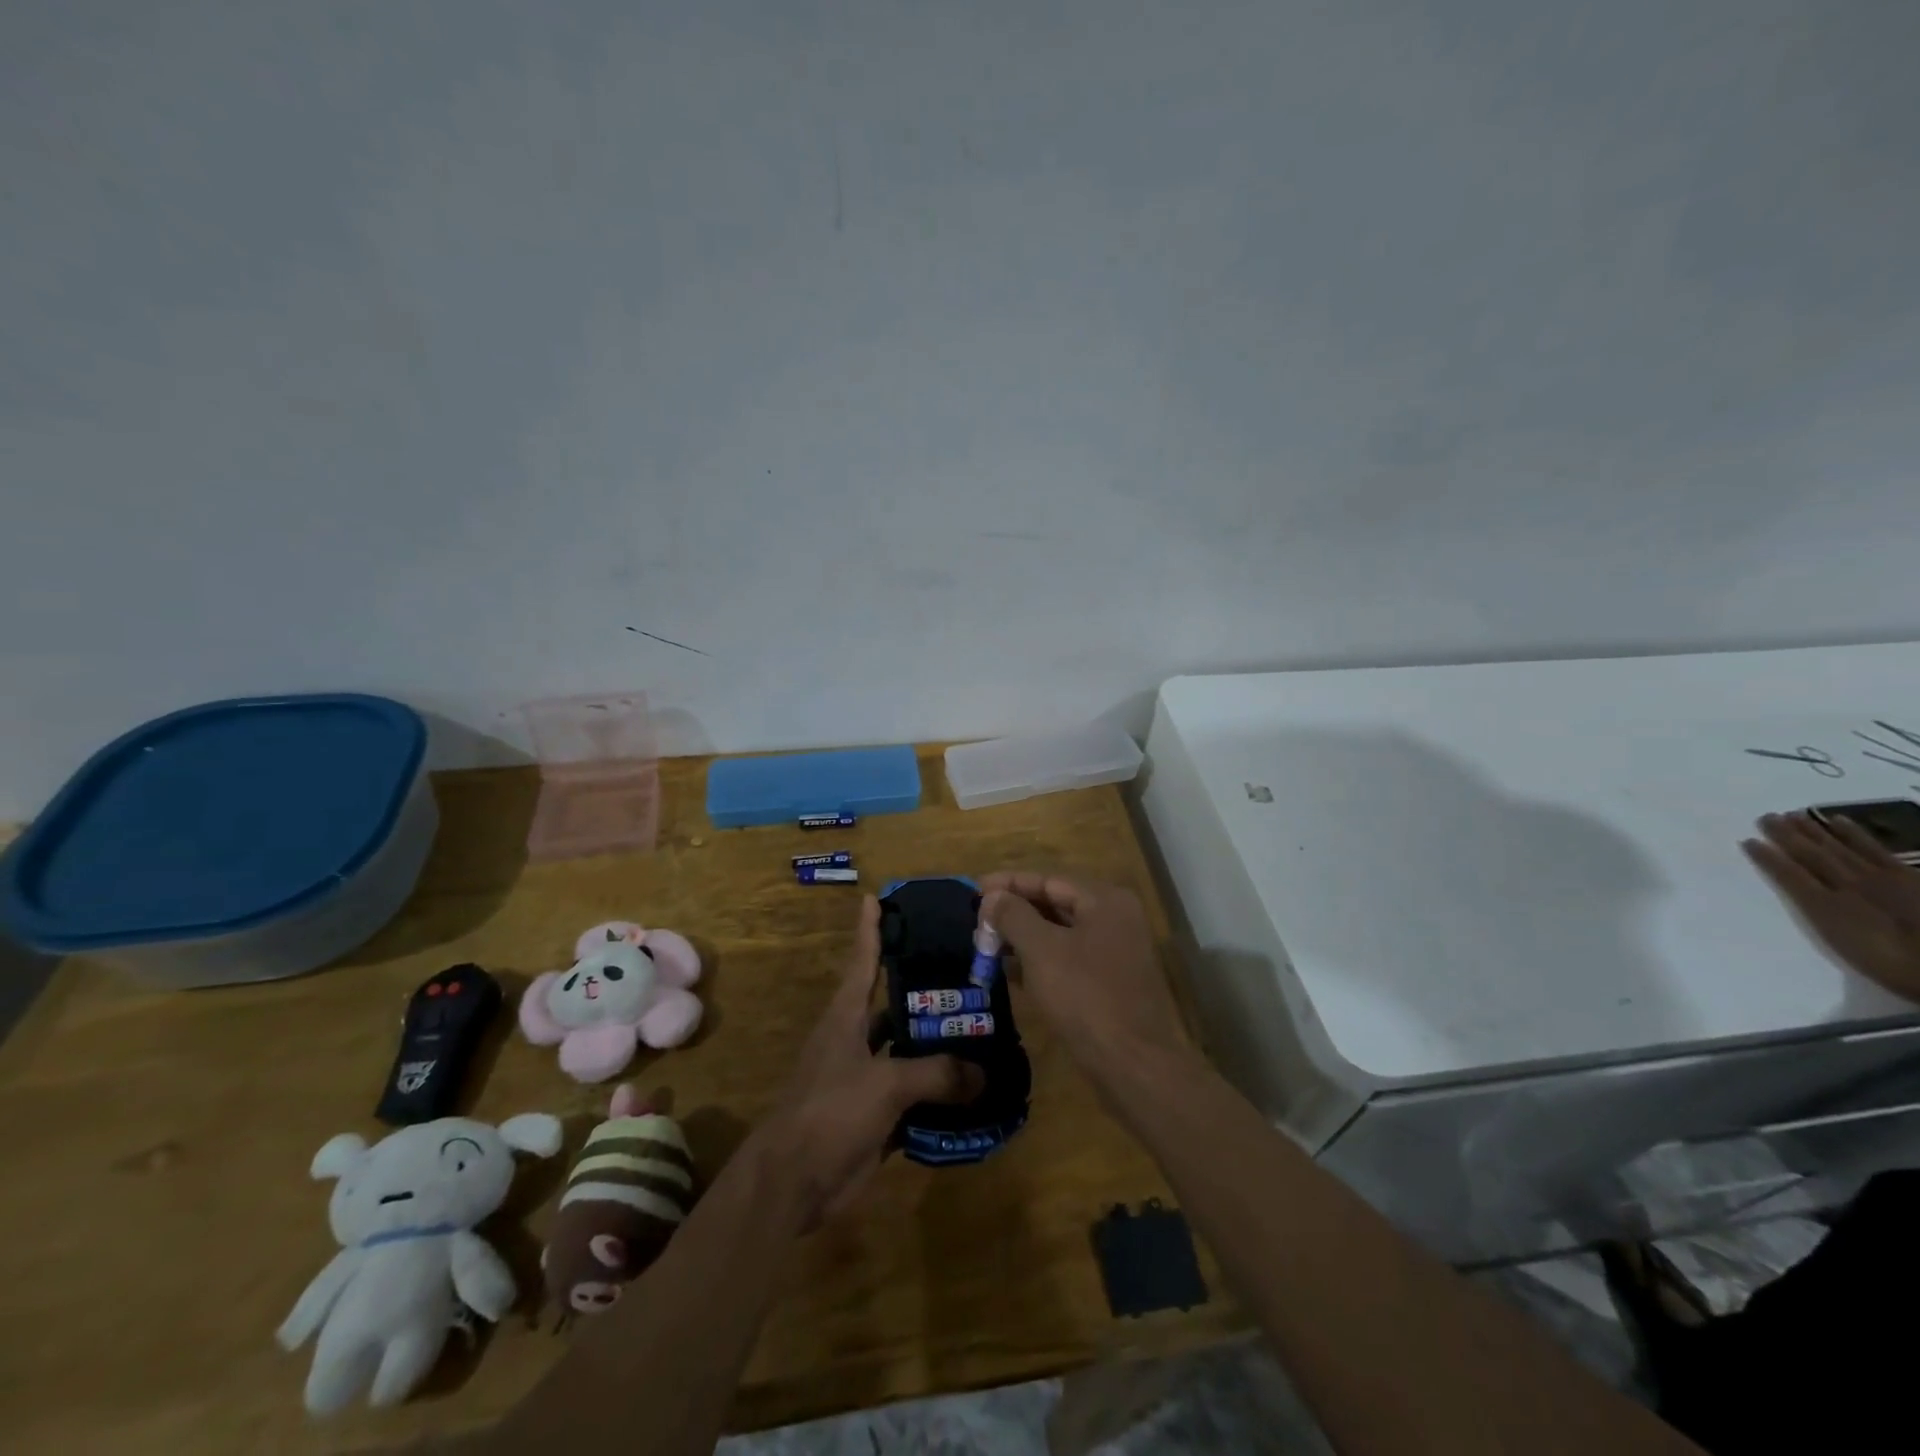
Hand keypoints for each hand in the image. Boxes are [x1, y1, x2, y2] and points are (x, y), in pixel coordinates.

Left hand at [755, 896, 983, 1228]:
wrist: (793, 1182)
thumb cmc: (830, 1111)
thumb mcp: (885, 1083)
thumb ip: (936, 1073)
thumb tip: (983, 1072)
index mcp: (846, 1017)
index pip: (863, 961)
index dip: (870, 930)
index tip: (876, 897)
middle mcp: (854, 1040)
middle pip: (892, 1005)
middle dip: (924, 990)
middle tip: (967, 971)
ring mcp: (863, 1078)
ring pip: (906, 1051)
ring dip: (937, 1044)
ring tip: (980, 1028)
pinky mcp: (873, 1115)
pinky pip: (913, 1095)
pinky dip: (938, 1092)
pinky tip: (972, 1088)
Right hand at [980, 873, 1190, 1078]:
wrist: (1134, 1065)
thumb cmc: (1085, 997)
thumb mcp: (1042, 950)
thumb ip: (1014, 916)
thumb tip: (994, 896)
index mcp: (1104, 900)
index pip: (1048, 880)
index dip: (1009, 883)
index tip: (974, 889)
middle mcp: (1114, 918)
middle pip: (1055, 904)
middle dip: (1014, 911)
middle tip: (977, 920)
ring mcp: (1115, 952)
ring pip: (1060, 934)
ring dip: (1022, 937)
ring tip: (985, 945)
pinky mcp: (1110, 982)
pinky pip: (1068, 959)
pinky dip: (1039, 961)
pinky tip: (1009, 971)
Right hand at [1743, 812, 1919, 1000]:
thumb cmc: (1889, 962)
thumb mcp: (1844, 943)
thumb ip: (1821, 914)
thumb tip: (1800, 890)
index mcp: (1826, 904)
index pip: (1788, 874)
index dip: (1767, 858)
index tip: (1747, 840)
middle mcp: (1847, 884)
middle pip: (1811, 855)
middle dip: (1787, 836)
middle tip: (1767, 817)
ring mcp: (1878, 877)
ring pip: (1838, 848)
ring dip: (1813, 831)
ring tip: (1794, 815)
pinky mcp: (1905, 875)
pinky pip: (1874, 848)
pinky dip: (1854, 833)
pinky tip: (1839, 821)